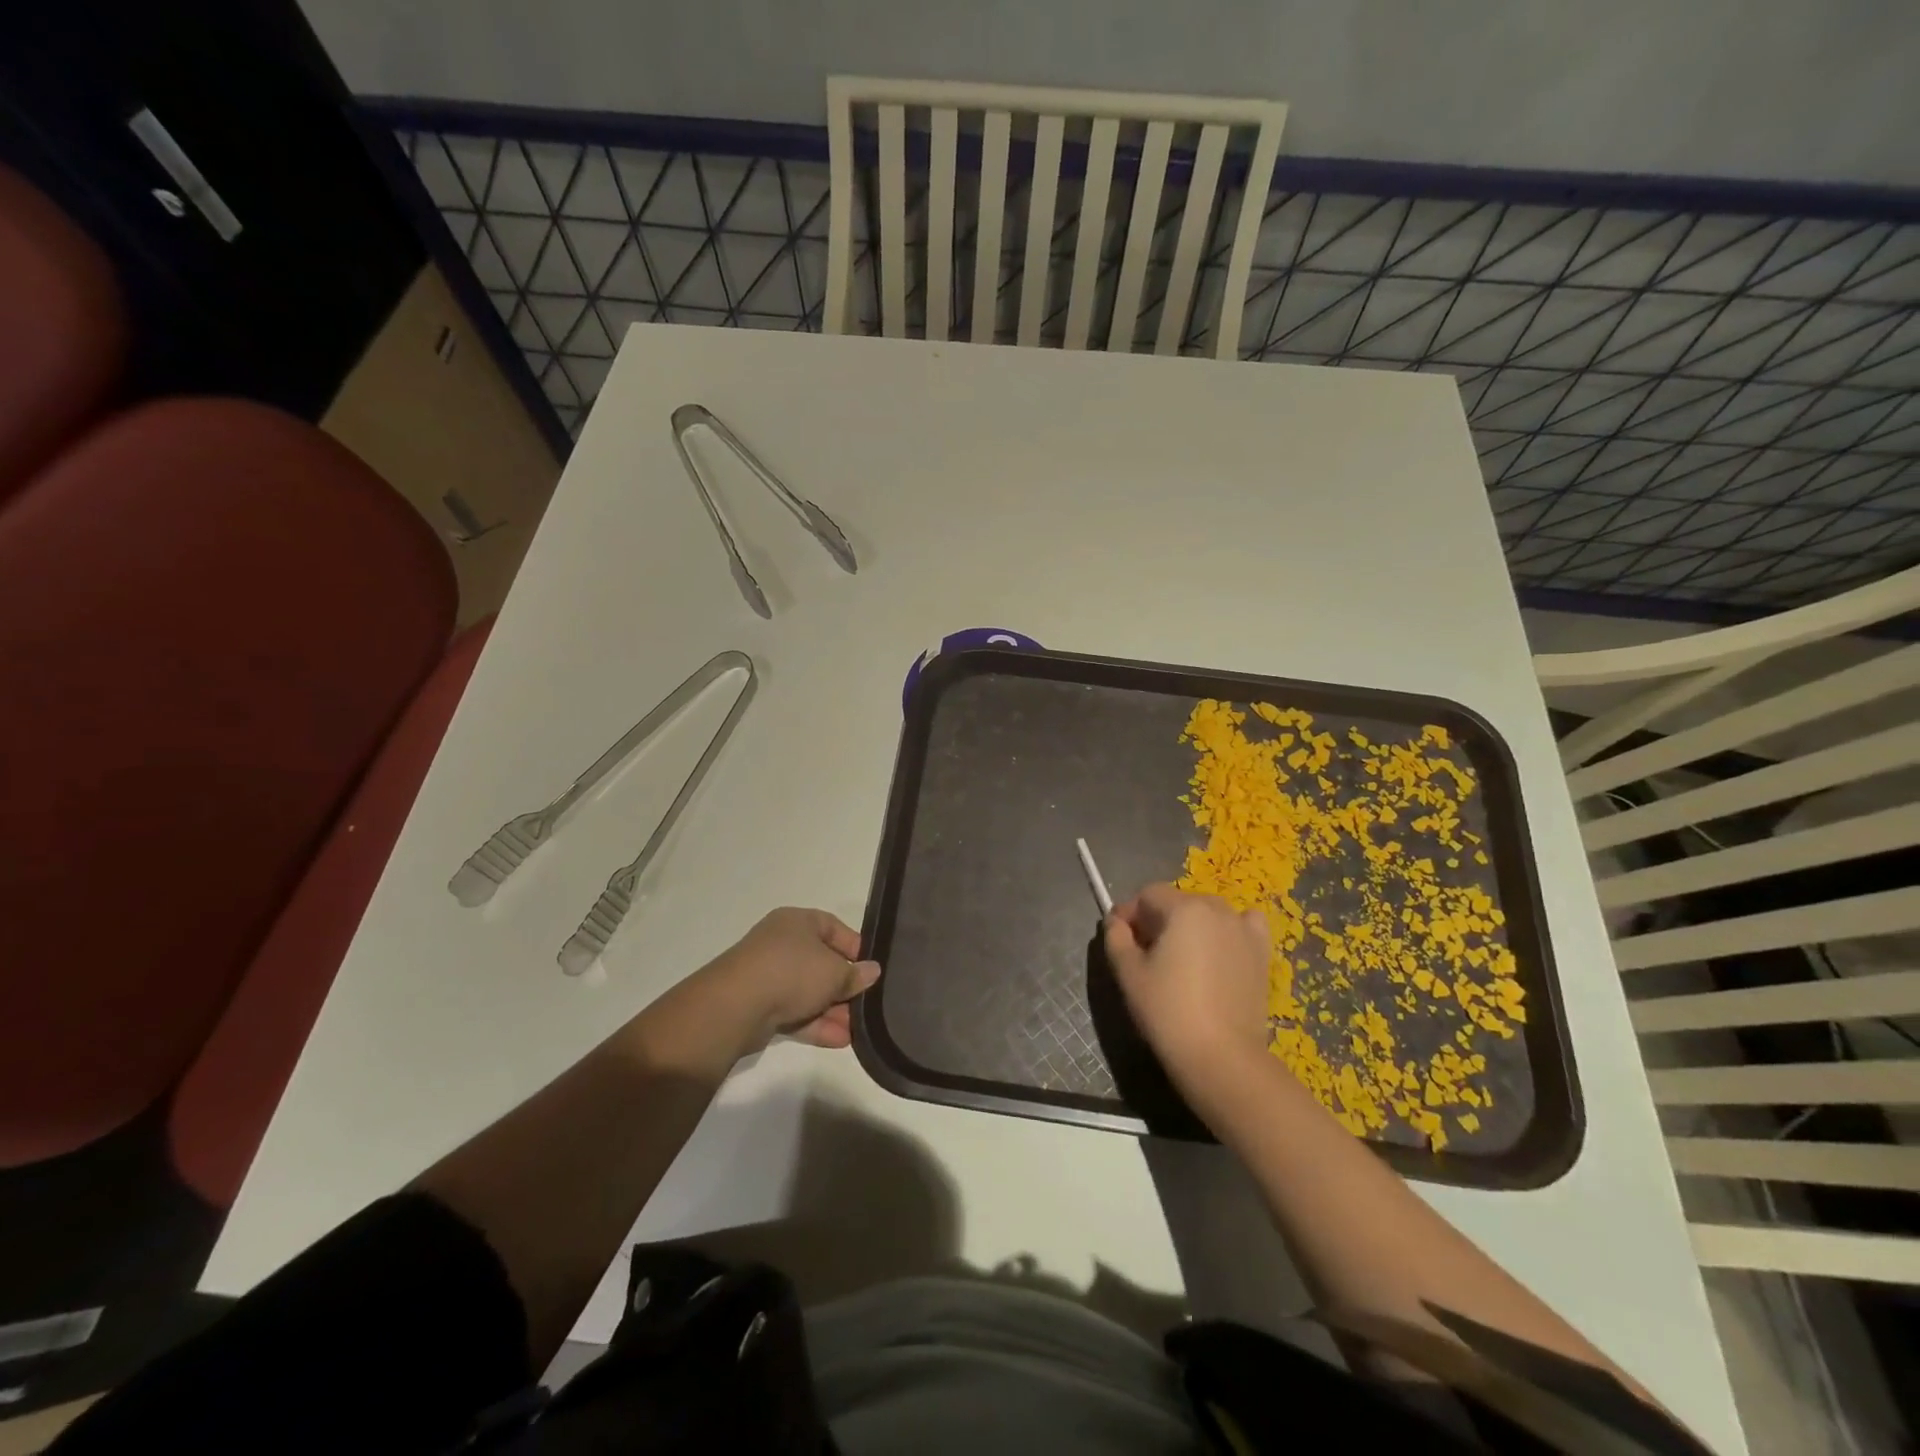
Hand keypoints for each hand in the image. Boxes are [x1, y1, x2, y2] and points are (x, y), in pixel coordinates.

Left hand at [701, 907, 880, 1051]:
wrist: (736, 1006)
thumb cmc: (792, 972)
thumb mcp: (834, 972)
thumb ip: (855, 974)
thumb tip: (872, 971)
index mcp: (798, 922)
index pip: (833, 928)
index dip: (855, 948)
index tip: (871, 969)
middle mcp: (782, 943)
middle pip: (821, 963)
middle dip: (845, 987)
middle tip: (866, 1005)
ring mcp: (768, 975)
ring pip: (808, 991)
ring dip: (833, 1010)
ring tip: (857, 1030)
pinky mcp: (760, 1005)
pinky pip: (795, 1011)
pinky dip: (816, 1023)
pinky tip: (840, 1040)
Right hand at [1103, 883, 1271, 1102]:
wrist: (1221, 1056)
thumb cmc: (1168, 1011)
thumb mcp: (1128, 973)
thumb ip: (1116, 938)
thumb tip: (1116, 922)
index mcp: (1183, 908)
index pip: (1148, 895)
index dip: (1129, 913)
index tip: (1119, 939)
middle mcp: (1217, 909)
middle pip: (1178, 902)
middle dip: (1157, 920)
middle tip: (1144, 953)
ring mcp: (1243, 930)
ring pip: (1207, 913)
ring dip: (1189, 925)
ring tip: (1180, 958)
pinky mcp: (1262, 953)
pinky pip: (1244, 925)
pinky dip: (1230, 929)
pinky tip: (1221, 950)